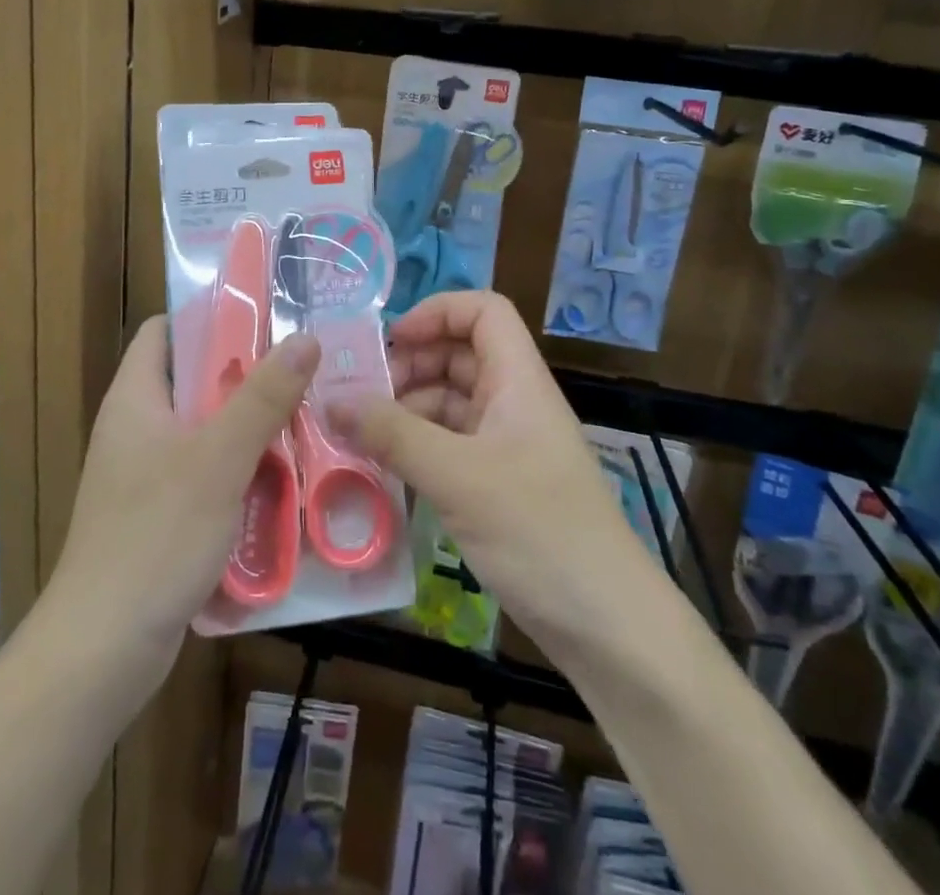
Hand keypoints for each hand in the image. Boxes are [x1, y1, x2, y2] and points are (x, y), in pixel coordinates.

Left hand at [47, 316, 320, 692]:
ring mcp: (145, 475)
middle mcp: (136, 428)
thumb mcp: (218, 458)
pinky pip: (206, 475)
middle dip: (246, 375)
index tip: (264, 315)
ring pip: (205, 431)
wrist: (103, 650)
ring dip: (250, 427)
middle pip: (193, 381)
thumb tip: (305, 337)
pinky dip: (240, 470)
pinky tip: (283, 479)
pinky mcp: (160, 515)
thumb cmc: (156, 536)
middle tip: (304, 368)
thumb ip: (263, 397)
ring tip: (307, 417)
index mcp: (135, 398)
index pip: (164, 332)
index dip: (208, 317)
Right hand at [330, 291, 665, 659]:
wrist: (608, 627)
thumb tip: (331, 399)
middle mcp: (514, 403)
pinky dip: (416, 450)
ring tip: (358, 436)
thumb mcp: (458, 477)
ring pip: (450, 405)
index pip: (484, 311)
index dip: (437, 311)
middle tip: (359, 395)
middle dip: (409, 366)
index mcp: (518, 380)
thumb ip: (393, 435)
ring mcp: (508, 446)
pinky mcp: (499, 487)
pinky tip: (383, 470)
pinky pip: (450, 448)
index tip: (391, 342)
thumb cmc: (539, 532)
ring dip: (406, 411)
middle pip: (460, 356)